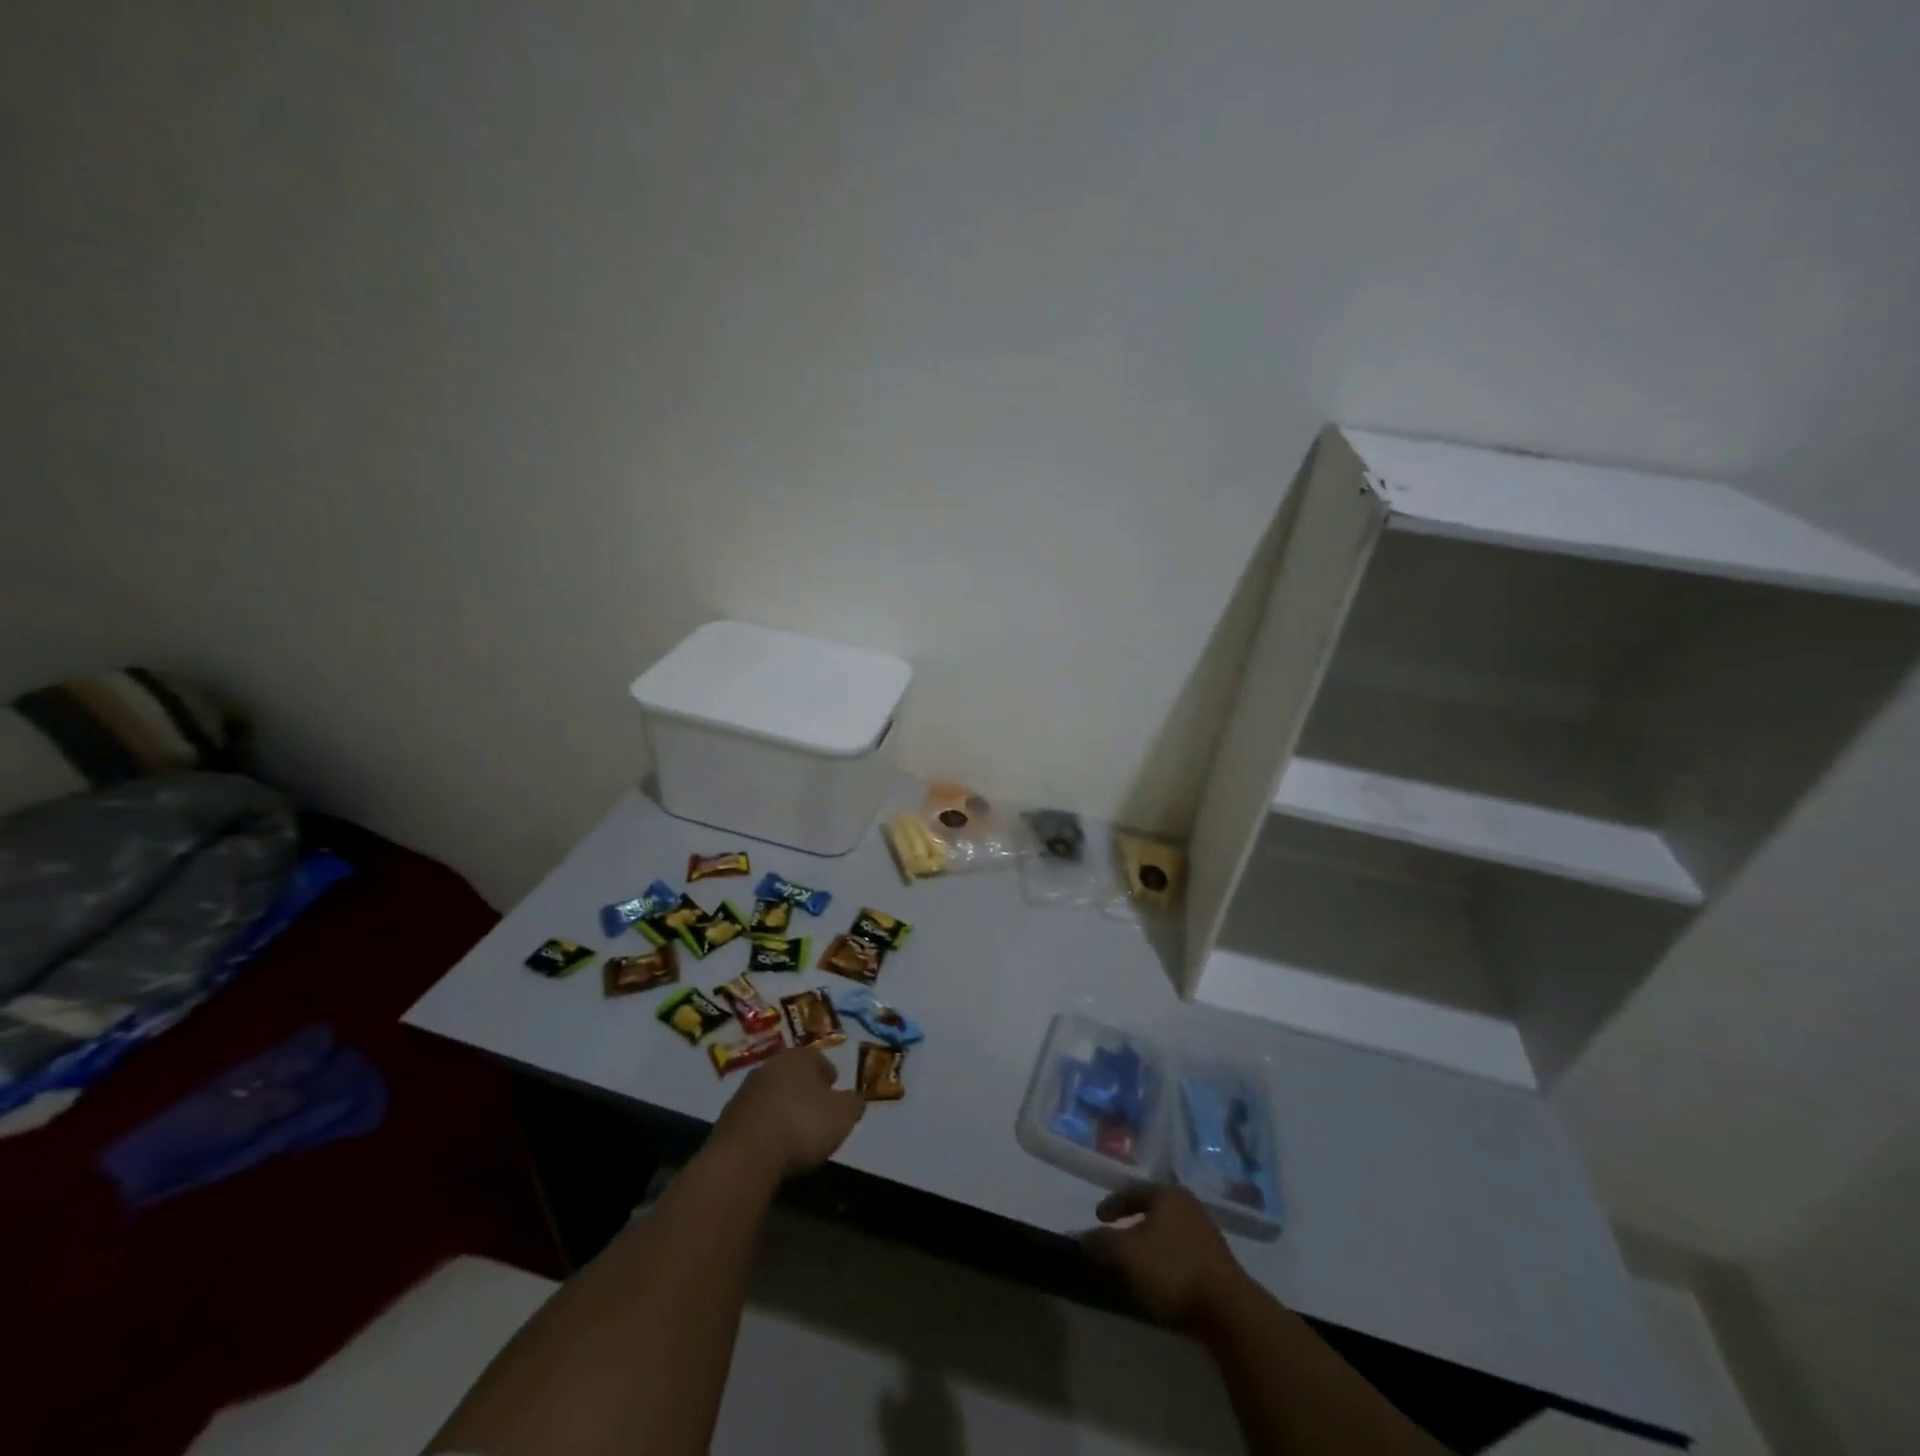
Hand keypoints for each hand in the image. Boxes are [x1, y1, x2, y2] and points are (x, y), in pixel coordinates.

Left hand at [708, 1047, 864, 1179]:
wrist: (745, 1156)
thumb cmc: (802, 1126)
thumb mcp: (843, 1116)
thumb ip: (854, 1103)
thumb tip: (855, 1098)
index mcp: (799, 1058)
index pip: (818, 1059)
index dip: (828, 1075)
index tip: (834, 1090)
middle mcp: (770, 1066)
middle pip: (792, 1073)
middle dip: (804, 1088)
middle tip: (815, 1108)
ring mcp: (745, 1090)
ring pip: (771, 1093)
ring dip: (782, 1106)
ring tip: (793, 1130)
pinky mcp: (727, 1117)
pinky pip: (755, 1116)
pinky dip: (764, 1125)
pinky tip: (771, 1145)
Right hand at [1081, 1184, 1248, 1327]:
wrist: (1228, 1309)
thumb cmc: (1172, 1269)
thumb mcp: (1127, 1254)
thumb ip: (1102, 1243)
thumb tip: (1083, 1237)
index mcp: (1167, 1195)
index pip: (1132, 1191)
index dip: (1112, 1204)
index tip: (1097, 1218)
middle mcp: (1189, 1205)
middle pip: (1153, 1209)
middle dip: (1133, 1221)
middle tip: (1116, 1235)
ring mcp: (1207, 1233)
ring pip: (1169, 1231)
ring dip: (1151, 1242)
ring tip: (1136, 1260)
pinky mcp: (1217, 1261)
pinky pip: (1182, 1251)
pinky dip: (1166, 1259)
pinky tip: (1160, 1276)